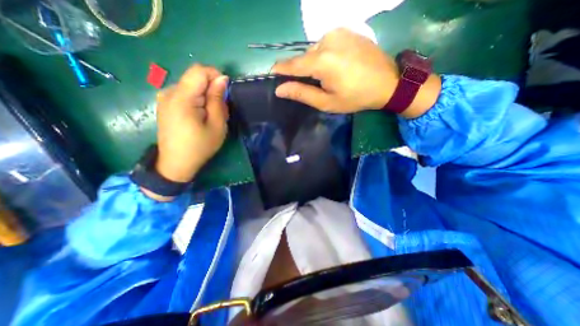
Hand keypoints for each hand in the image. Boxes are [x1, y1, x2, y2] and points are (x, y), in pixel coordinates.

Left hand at [156, 64, 230, 182]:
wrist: (176, 163)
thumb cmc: (200, 146)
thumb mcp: (216, 125)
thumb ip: (218, 100)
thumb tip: (222, 79)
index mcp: (182, 98)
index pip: (199, 71)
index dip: (215, 76)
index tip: (225, 93)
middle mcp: (169, 92)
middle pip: (195, 79)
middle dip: (212, 91)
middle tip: (219, 111)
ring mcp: (164, 98)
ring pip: (191, 87)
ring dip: (205, 97)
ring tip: (210, 117)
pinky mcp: (165, 104)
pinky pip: (185, 94)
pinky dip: (197, 101)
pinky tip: (200, 117)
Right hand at [271, 29, 439, 116]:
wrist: (388, 82)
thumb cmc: (355, 97)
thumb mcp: (327, 102)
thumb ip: (302, 93)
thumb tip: (280, 89)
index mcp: (322, 61)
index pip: (293, 64)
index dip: (281, 69)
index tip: (272, 73)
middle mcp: (327, 40)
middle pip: (304, 57)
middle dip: (302, 70)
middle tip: (310, 84)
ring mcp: (338, 32)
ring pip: (314, 49)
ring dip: (314, 63)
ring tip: (327, 77)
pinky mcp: (347, 30)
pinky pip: (326, 43)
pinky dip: (324, 54)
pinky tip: (335, 65)